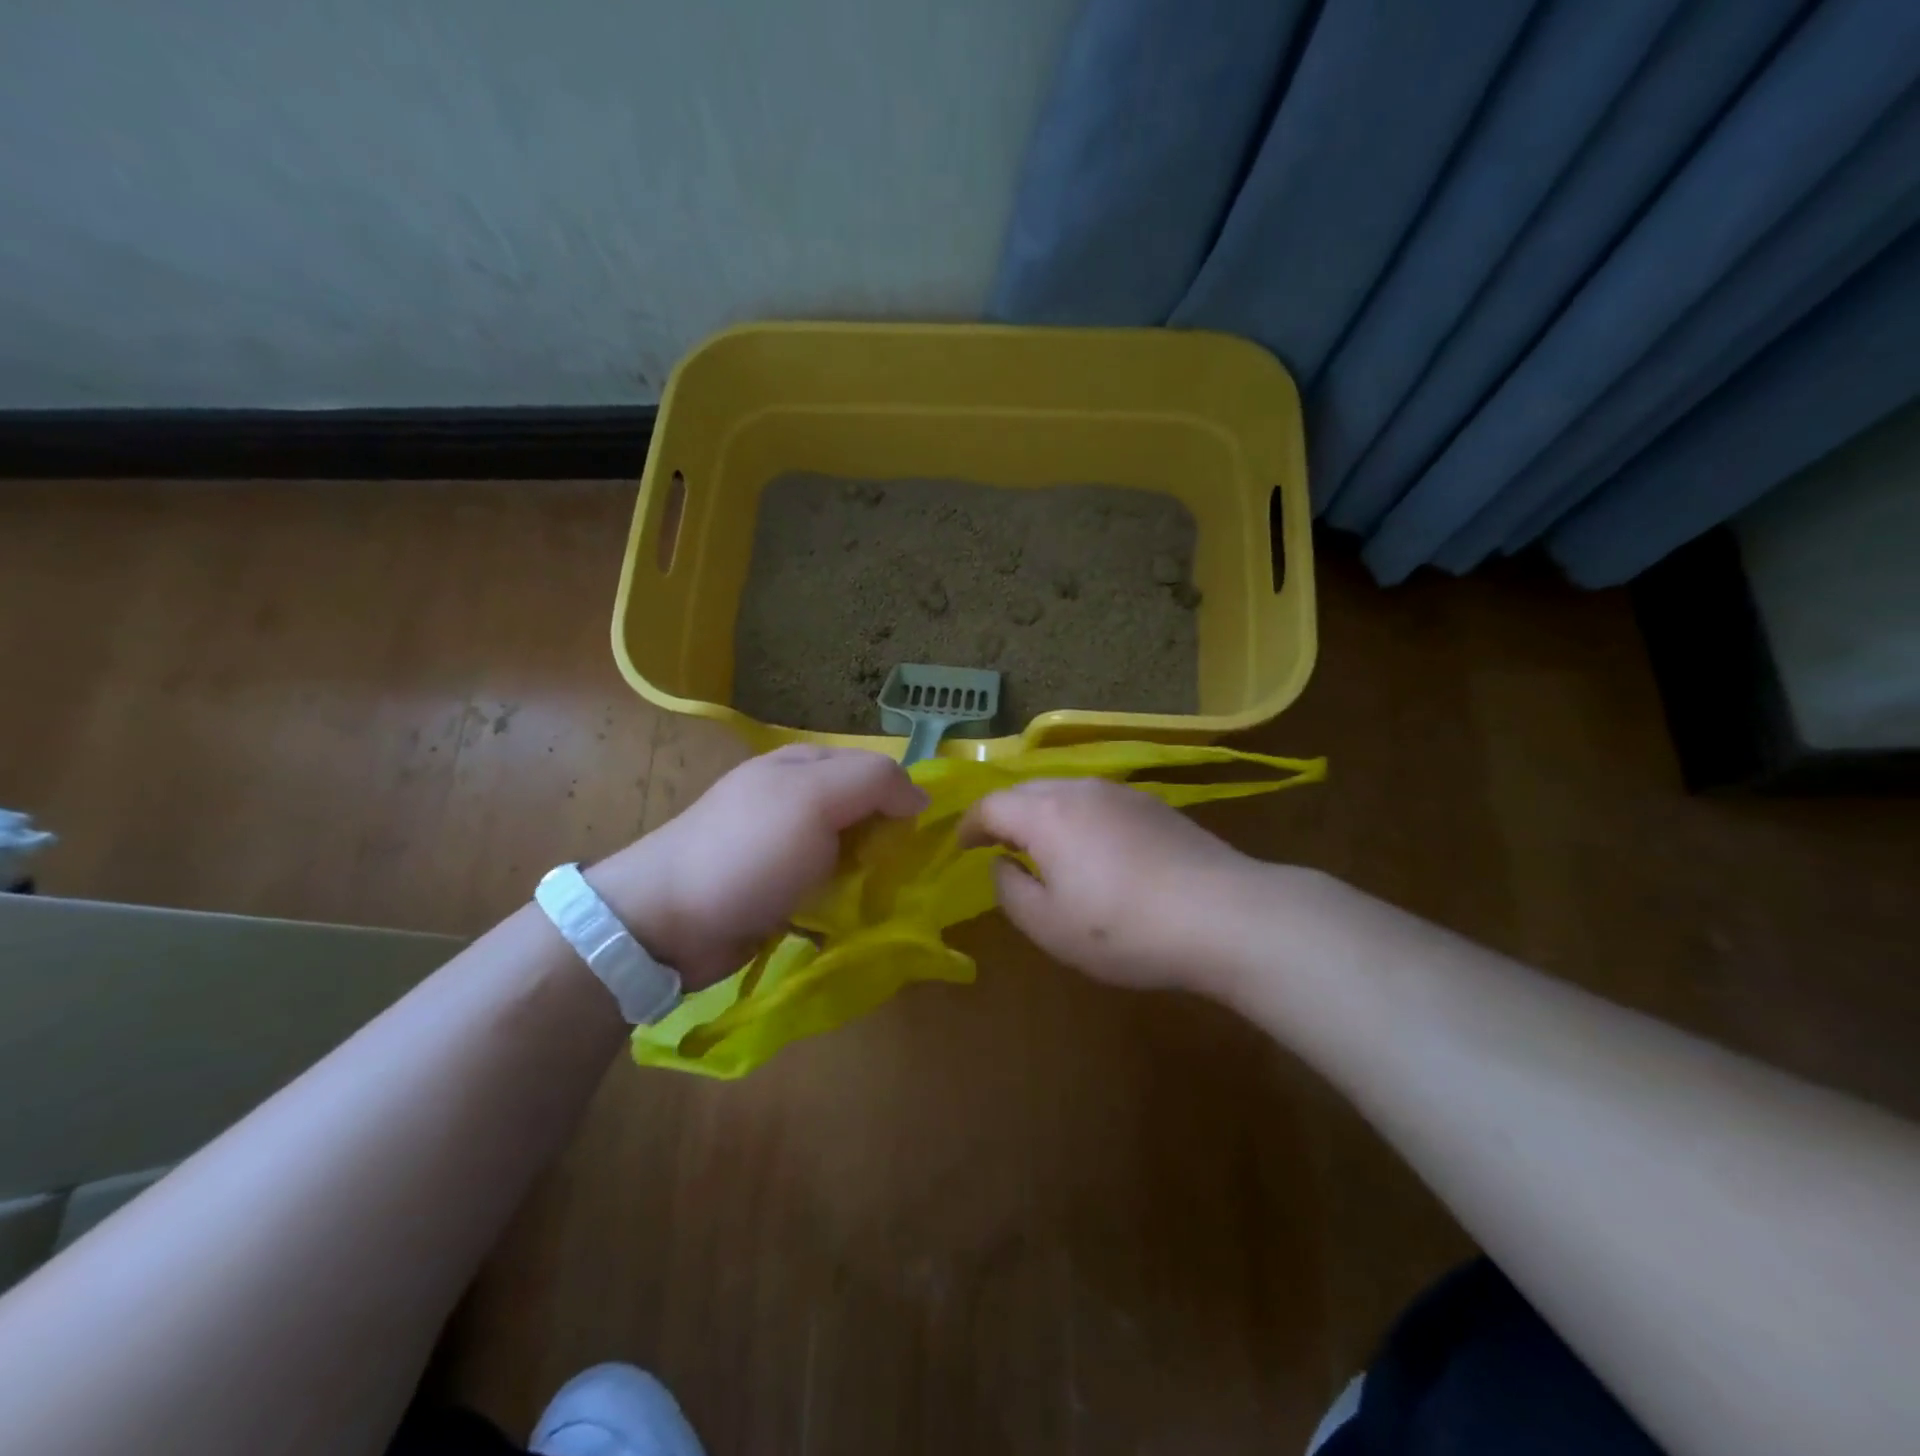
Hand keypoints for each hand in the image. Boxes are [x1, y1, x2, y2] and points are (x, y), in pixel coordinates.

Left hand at [588, 745, 926, 987]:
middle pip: (865, 814)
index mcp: (804, 765)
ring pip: (849, 855)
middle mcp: (796, 800)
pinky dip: (842, 904)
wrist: (667, 922)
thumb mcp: (815, 799)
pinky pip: (826, 890)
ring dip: (867, 879)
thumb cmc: (747, 851)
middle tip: (897, 878)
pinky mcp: (776, 890)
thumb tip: (920, 797)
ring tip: (878, 906)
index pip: (876, 770)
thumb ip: (874, 782)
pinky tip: (849, 922)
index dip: (902, 800)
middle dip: (886, 844)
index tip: (916, 841)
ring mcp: (783, 847)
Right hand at [957, 777, 1260, 991]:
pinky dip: (1077, 818)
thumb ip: (1010, 891)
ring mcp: (1121, 793)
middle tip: (995, 845)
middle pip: (1026, 791)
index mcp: (1045, 814)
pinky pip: (1097, 802)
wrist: (1223, 914)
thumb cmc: (1123, 927)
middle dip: (1004, 815)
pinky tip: (1092, 848)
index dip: (969, 825)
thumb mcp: (1049, 926)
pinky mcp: (1154, 805)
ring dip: (1042, 814)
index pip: (991, 805)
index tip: (960, 847)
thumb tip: (1001, 864)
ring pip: (1064, 792)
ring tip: (1041, 846)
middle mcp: (1079, 789)